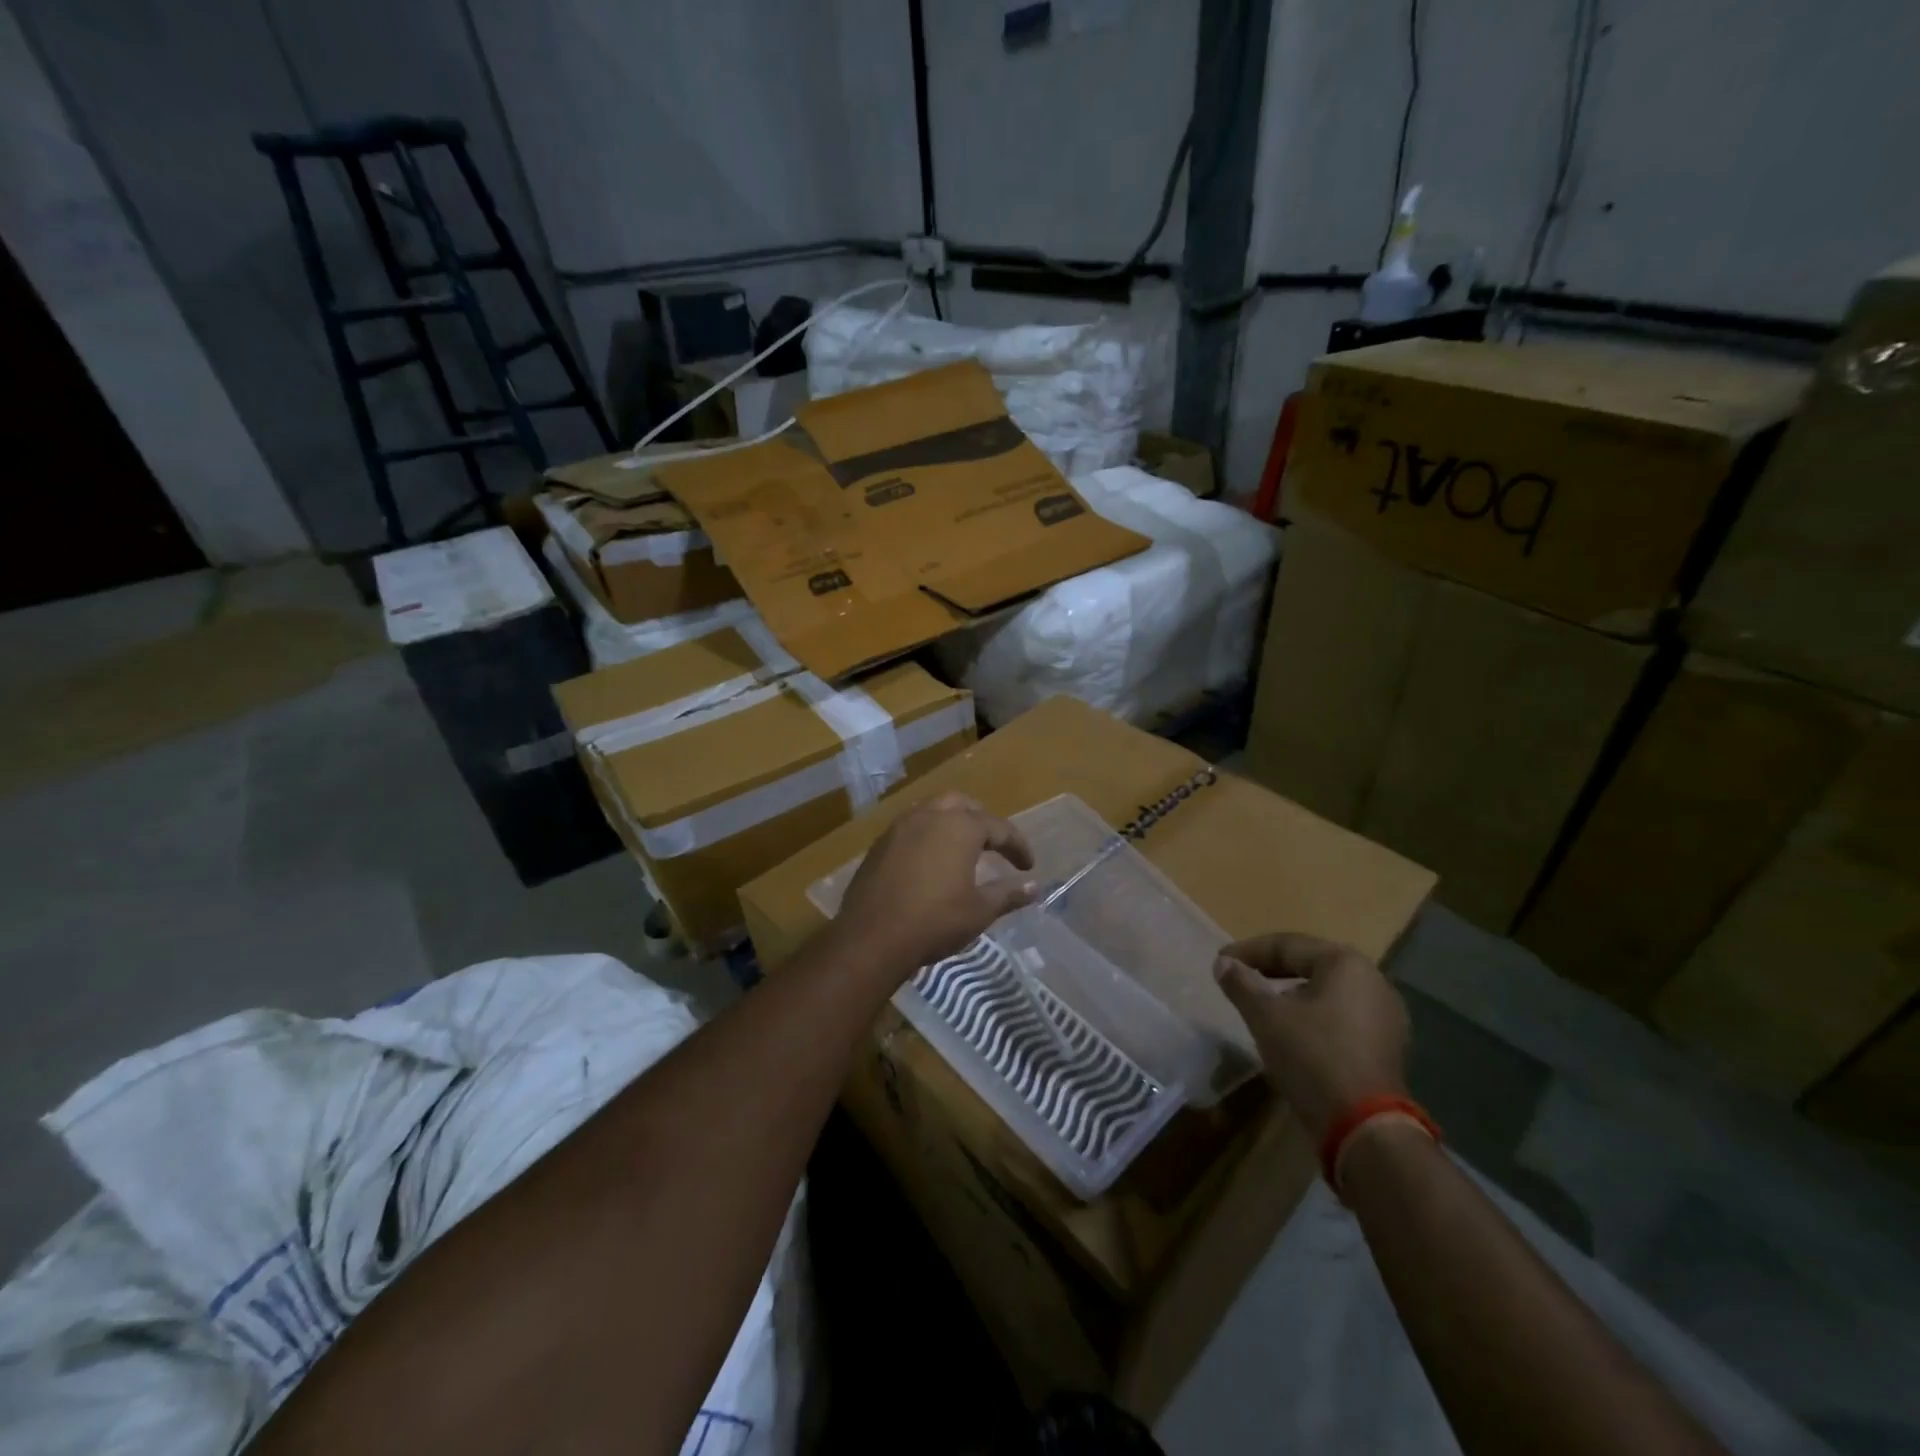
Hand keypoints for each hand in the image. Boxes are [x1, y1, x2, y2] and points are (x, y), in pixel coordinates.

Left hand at [831, 792, 1036, 982]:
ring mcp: (900, 827)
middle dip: (982, 821)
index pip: (998, 828)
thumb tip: (1035, 887)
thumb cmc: (935, 921)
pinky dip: (928, 836)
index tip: (1028, 866)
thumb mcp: (980, 910)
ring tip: (963, 850)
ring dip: (952, 824)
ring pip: (933, 811)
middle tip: (994, 845)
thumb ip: (1008, 894)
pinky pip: (911, 828)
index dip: (1017, 846)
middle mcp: (929, 816)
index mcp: (960, 826)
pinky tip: (931, 861)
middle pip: (962, 805)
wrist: (871, 937)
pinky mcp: (879, 844)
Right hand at [1214, 933, 1409, 1141]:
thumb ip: (1242, 984)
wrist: (1365, 1128)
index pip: (1287, 945)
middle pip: (1310, 964)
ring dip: (1293, 993)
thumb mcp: (1266, 1016)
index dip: (1248, 951)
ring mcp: (1386, 1015)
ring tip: (1263, 1004)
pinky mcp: (1387, 1045)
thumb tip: (1224, 963)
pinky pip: (1341, 1016)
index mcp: (1346, 964)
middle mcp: (1373, 980)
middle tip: (1240, 977)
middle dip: (1272, 970)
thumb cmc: (1312, 1057)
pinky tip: (1294, 1031)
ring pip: (1327, 991)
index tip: (1220, 962)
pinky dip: (1314, 1015)